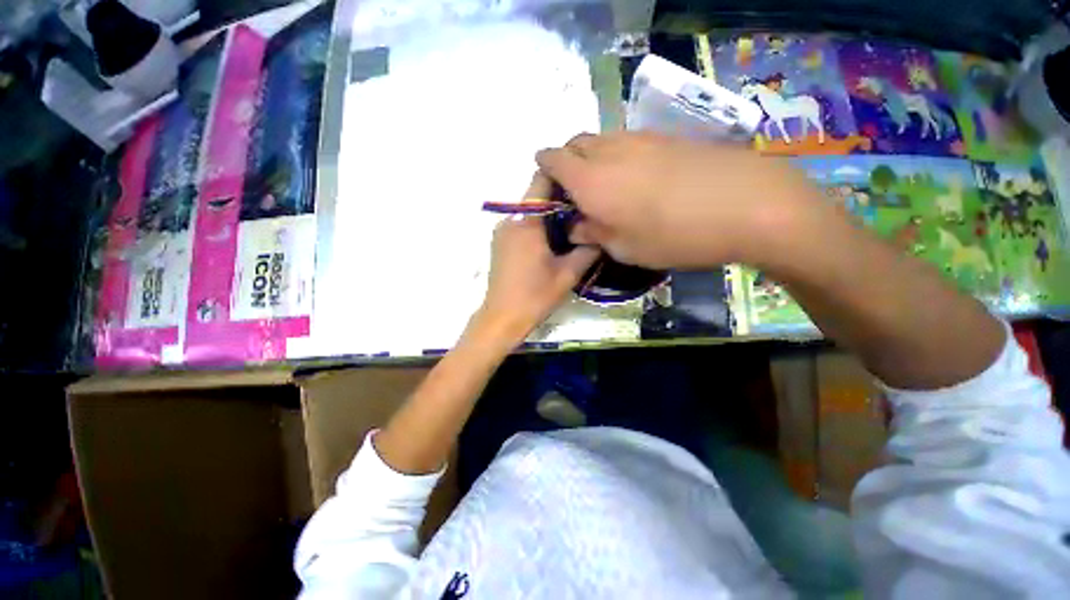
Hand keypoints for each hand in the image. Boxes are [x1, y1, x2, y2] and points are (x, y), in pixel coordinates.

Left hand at [475, 173, 598, 343]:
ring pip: (529, 212)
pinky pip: (521, 225)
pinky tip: (552, 243)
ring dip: (549, 216)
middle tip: (584, 211)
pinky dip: (537, 227)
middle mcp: (510, 220)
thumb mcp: (568, 274)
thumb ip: (588, 249)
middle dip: (560, 200)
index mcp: (526, 222)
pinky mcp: (499, 244)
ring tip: (572, 229)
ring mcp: (501, 232)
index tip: (582, 183)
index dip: (562, 176)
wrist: (501, 319)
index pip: (542, 181)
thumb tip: (600, 233)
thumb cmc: (534, 296)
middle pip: (536, 197)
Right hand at [535, 132, 833, 269]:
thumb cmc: (674, 236)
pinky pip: (626, 141)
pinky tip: (634, 179)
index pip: (552, 159)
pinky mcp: (664, 137)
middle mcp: (608, 151)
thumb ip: (592, 234)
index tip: (547, 186)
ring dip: (592, 158)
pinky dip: (616, 155)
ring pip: (600, 140)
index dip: (544, 168)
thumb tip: (574, 226)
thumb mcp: (624, 248)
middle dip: (566, 162)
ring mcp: (639, 139)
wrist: (746, 204)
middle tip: (575, 191)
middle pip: (574, 144)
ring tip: (605, 187)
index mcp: (590, 180)